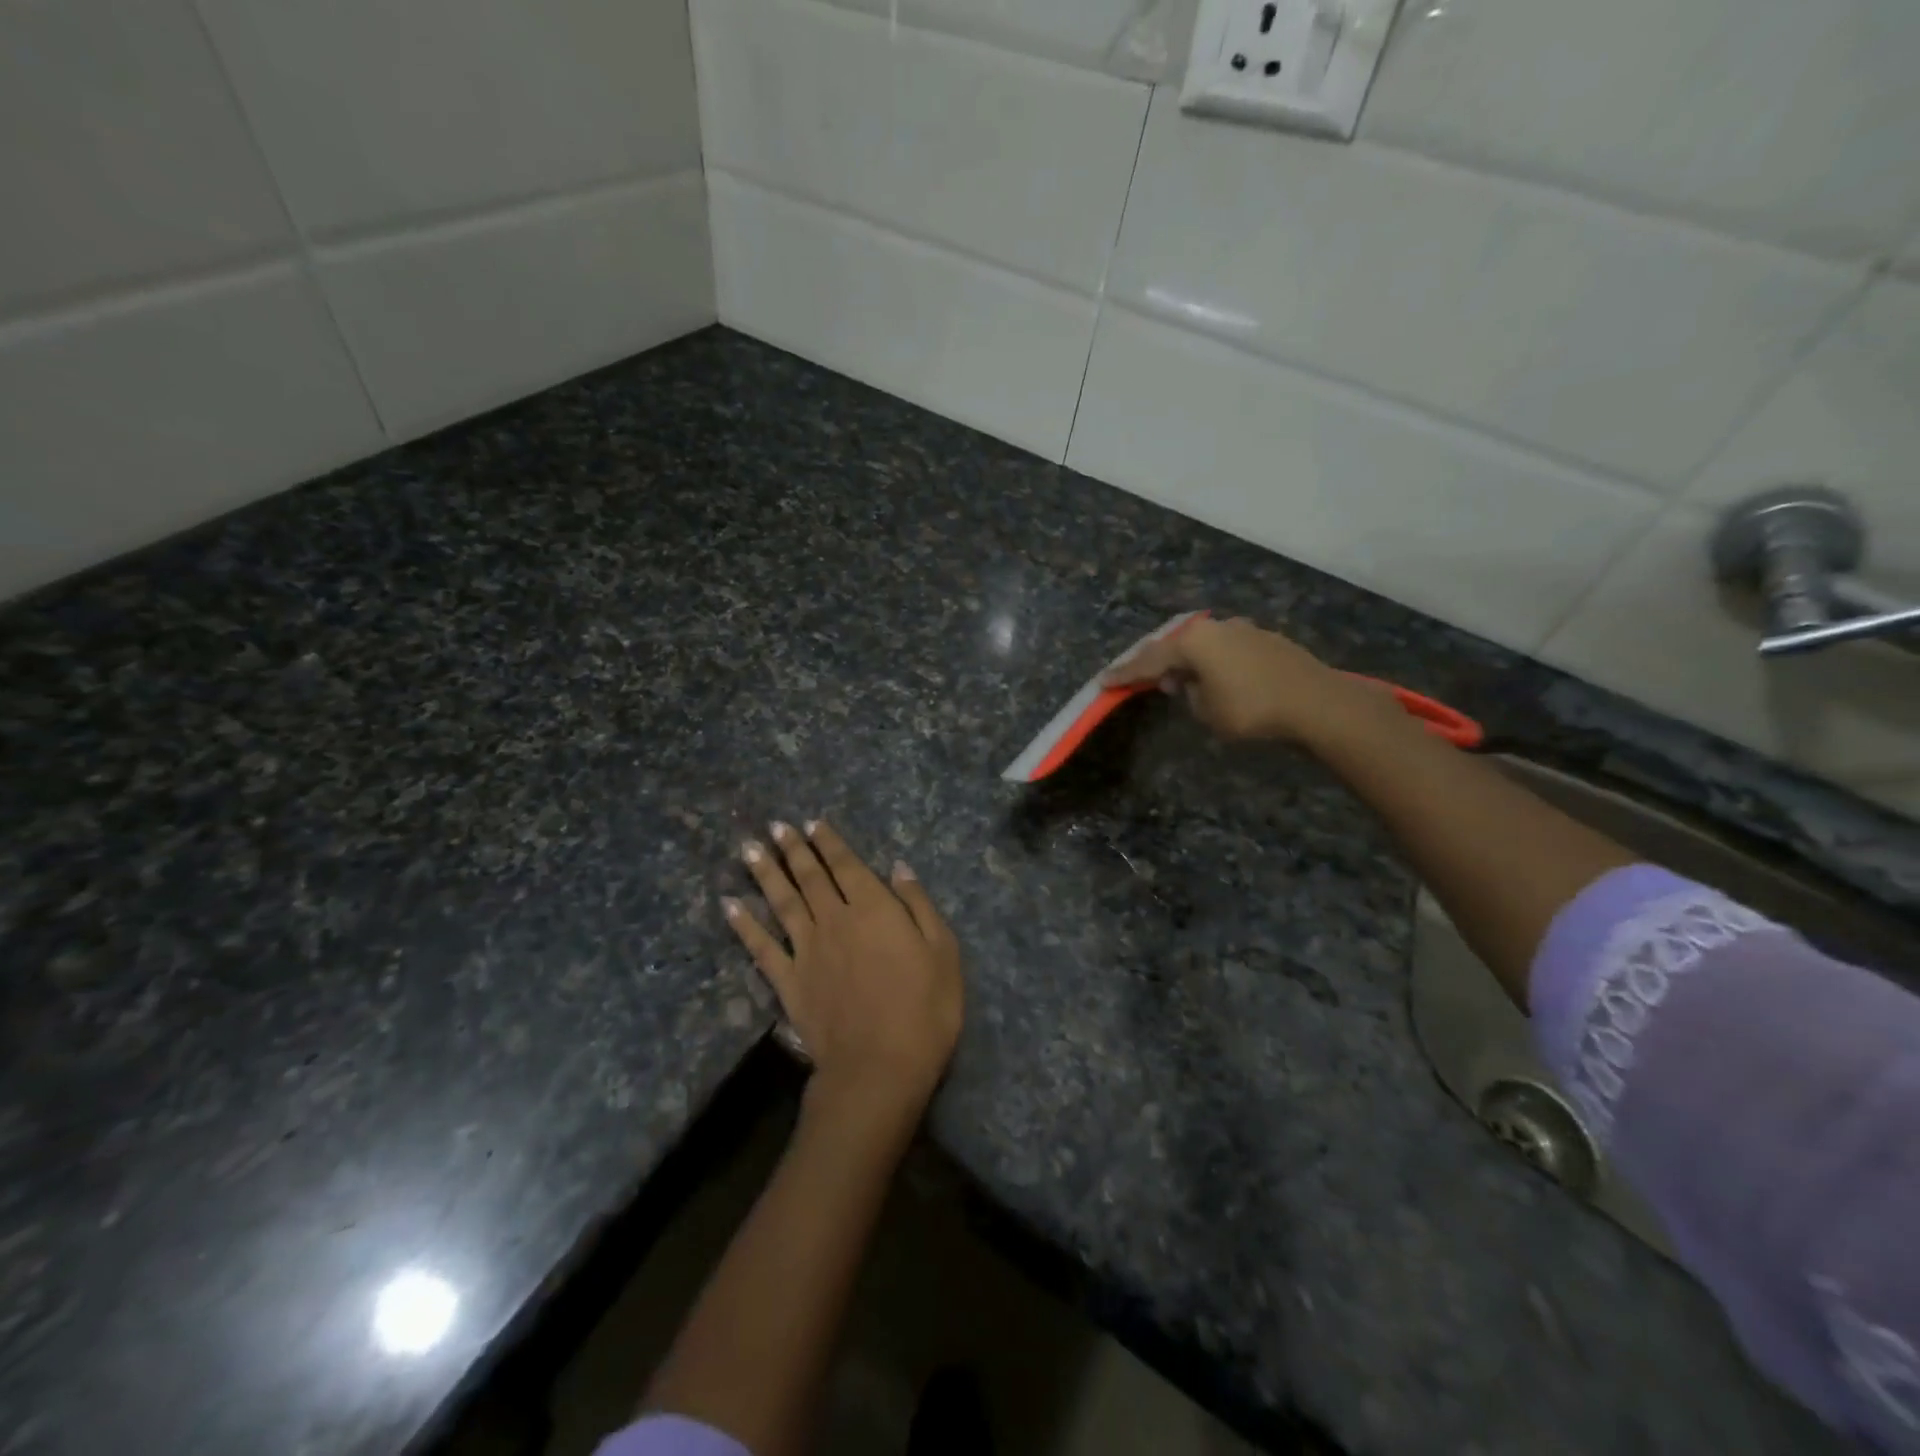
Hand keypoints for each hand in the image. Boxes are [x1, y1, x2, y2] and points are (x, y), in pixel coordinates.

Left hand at [726, 821, 962, 1118]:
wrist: (879, 1067)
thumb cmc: (924, 1009)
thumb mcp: (943, 952)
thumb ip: (918, 905)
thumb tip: (898, 868)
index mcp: (874, 908)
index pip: (847, 865)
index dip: (829, 843)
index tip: (813, 823)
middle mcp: (835, 919)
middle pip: (810, 877)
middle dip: (793, 849)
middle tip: (776, 826)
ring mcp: (807, 950)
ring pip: (783, 901)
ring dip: (766, 873)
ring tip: (750, 848)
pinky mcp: (789, 981)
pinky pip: (761, 947)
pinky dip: (744, 924)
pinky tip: (730, 905)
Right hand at [1103, 616, 1388, 745]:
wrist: (1316, 704)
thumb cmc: (1251, 710)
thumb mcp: (1207, 711)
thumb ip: (1189, 693)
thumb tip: (1187, 682)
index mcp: (1193, 641)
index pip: (1149, 660)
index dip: (1125, 673)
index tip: (1103, 681)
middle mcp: (1215, 627)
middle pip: (1175, 644)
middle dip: (1156, 661)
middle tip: (1137, 674)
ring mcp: (1244, 630)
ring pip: (1204, 644)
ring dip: (1188, 660)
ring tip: (1179, 678)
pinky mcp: (1267, 639)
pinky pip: (1228, 649)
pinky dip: (1215, 661)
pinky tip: (1218, 676)